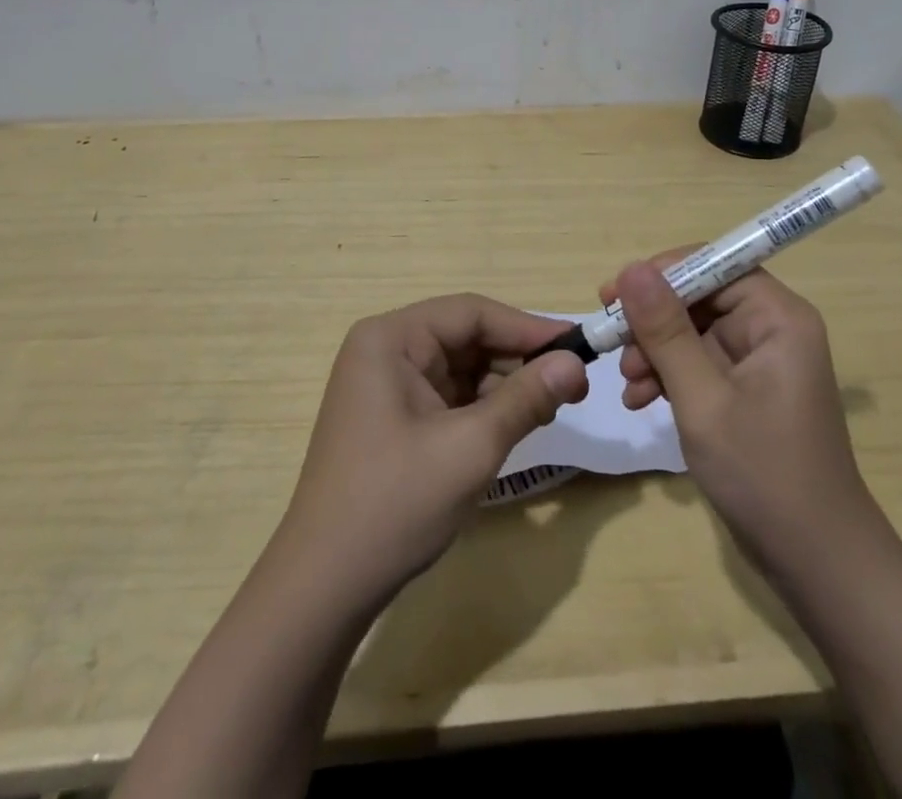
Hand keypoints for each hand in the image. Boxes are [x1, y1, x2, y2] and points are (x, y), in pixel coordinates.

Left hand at [273, 294, 588, 606]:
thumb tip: (576, 363)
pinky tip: (515, 425)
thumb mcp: (471, 447)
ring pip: (461, 368)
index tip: (577, 347)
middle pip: (465, 338)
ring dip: (505, 386)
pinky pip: (448, 396)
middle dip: (517, 361)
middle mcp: (385, 351)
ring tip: (551, 408)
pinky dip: (483, 408)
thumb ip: (526, 398)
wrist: (324, 588)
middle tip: (572, 385)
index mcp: (390, 339)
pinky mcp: (392, 419)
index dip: (526, 328)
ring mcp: (386, 386)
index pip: (470, 313)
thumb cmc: (395, 503)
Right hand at [610, 256, 868, 578]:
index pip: (714, 265)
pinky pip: (699, 364)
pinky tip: (640, 401)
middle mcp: (772, 329)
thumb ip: (666, 331)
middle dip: (653, 321)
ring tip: (628, 383)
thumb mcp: (703, 398)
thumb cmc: (763, 473)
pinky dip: (668, 376)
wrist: (817, 564)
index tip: (613, 295)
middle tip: (610, 340)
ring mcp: (759, 362)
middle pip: (700, 298)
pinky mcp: (747, 392)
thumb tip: (632, 268)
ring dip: (655, 351)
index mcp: (777, 318)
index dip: (661, 274)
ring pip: (693, 332)